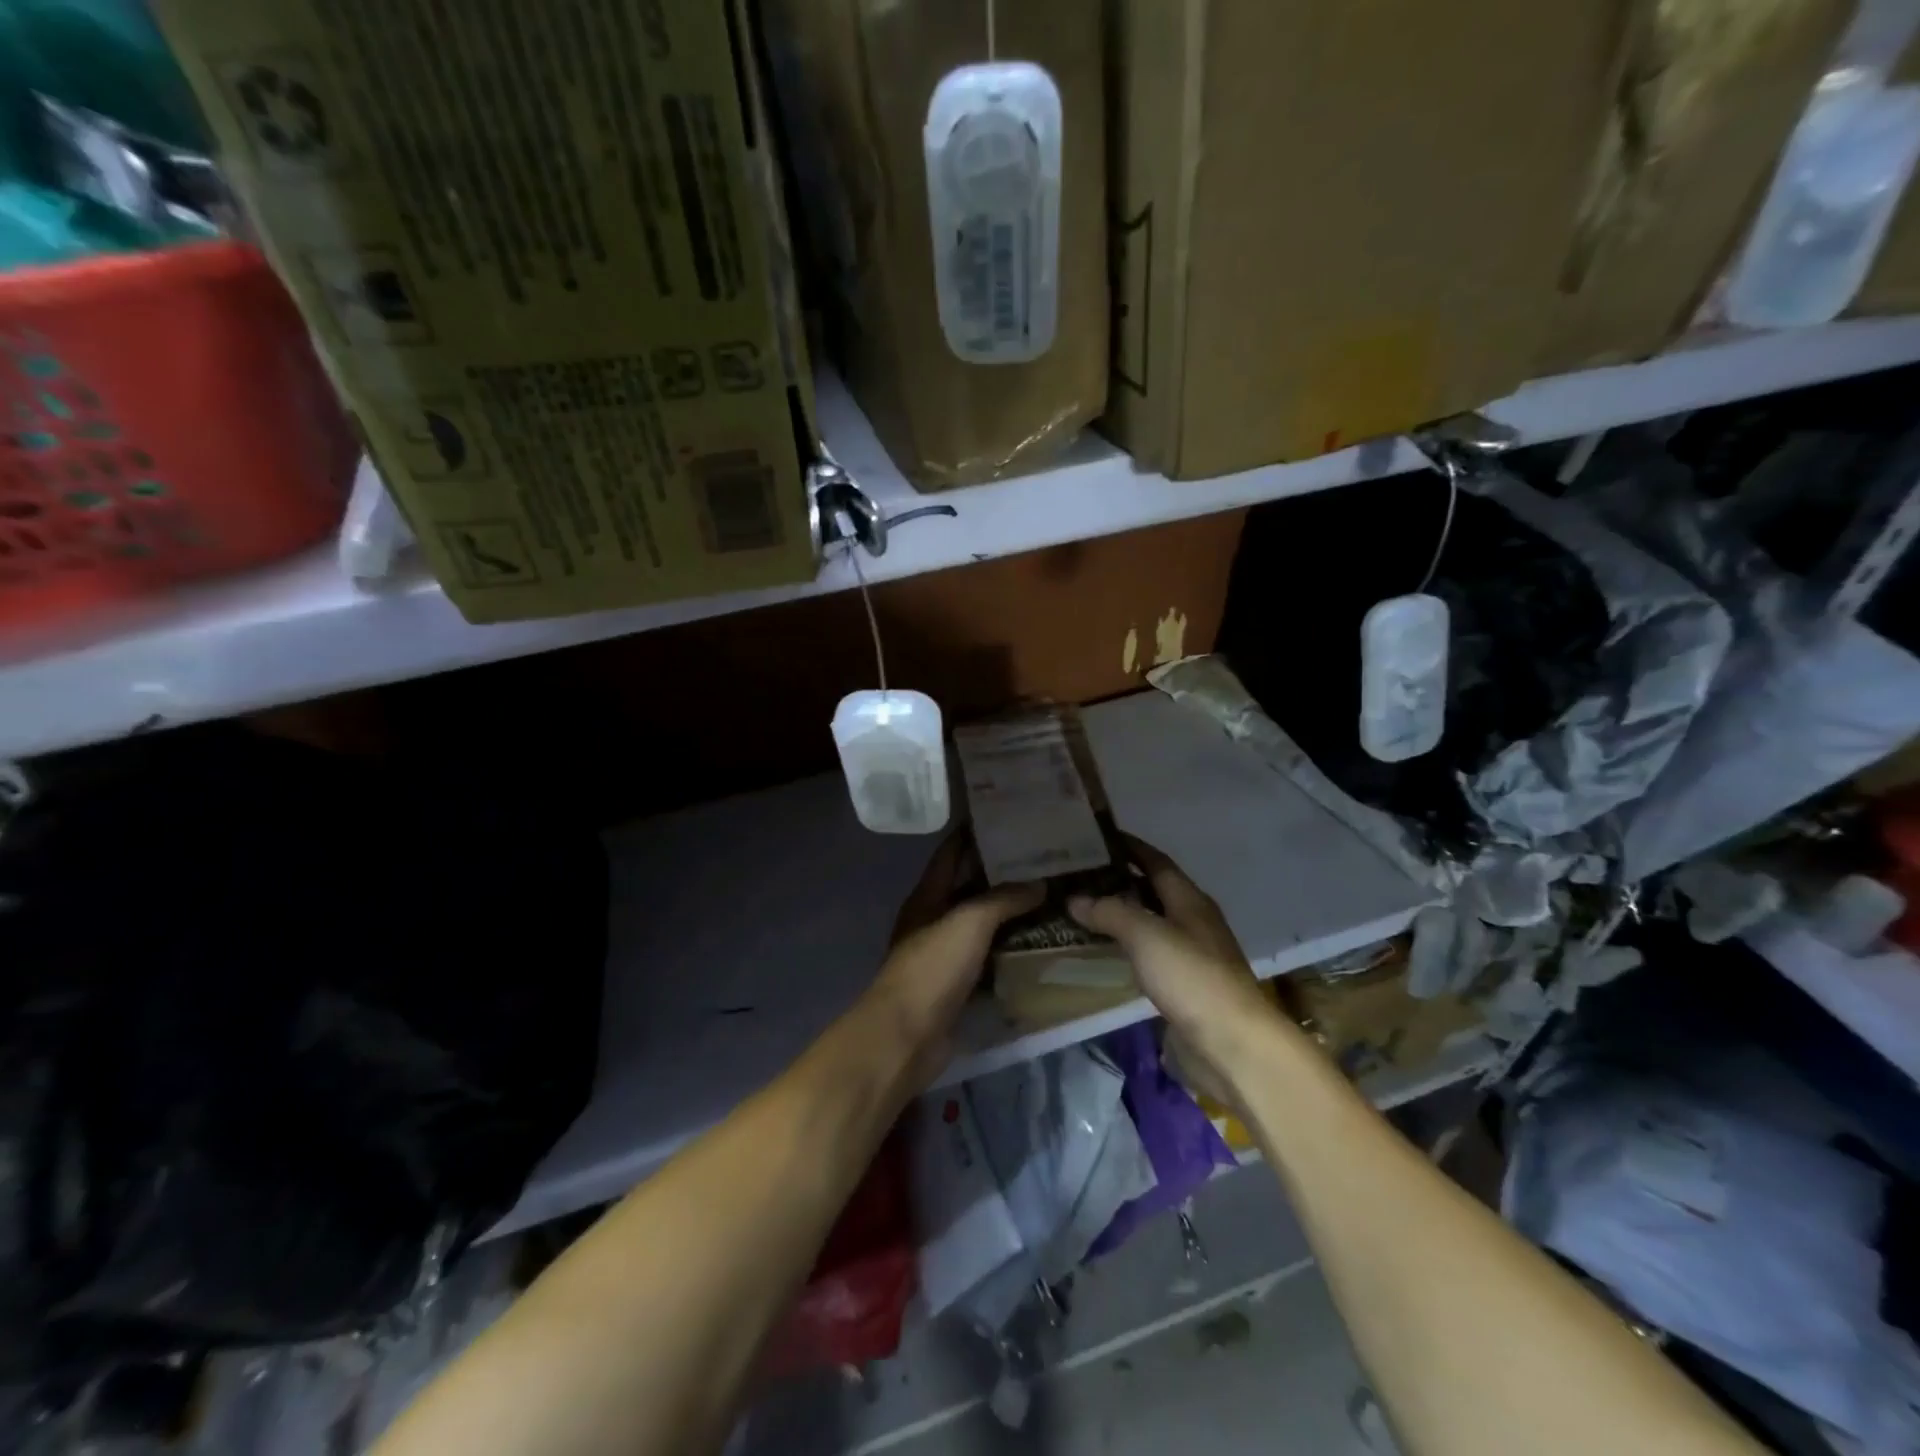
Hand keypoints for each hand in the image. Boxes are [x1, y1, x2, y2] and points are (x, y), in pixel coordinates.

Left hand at [864, 831, 1042, 1083]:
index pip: (951, 852)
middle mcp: (935, 920)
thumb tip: (1040, 883)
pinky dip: (1012, 950)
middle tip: (1045, 858)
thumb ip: (1003, 899)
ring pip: (984, 925)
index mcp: (927, 896)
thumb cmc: (932, 967)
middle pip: (970, 887)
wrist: (907, 1036)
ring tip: (1052, 895)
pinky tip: (1042, 942)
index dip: (974, 833)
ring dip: (1012, 913)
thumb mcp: (968, 922)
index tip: (1007, 817)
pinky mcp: (959, 986)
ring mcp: (946, 955)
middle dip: (1003, 873)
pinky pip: (990, 958)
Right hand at [1067, 835, 1291, 1098]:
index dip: (1130, 846)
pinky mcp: (1183, 987)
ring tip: (1081, 909)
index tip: (1097, 836)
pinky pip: (1148, 955)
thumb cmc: (1192, 978)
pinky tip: (1102, 952)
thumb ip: (1110, 912)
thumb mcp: (1146, 935)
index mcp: (1190, 901)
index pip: (1156, 861)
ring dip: (1120, 914)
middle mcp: (1192, 922)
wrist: (1232, 1045)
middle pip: (1153, 891)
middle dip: (1119, 880)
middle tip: (1078, 874)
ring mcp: (1190, 956)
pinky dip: (1125, 947)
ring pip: (1149, 924)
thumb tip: (1075, 898)